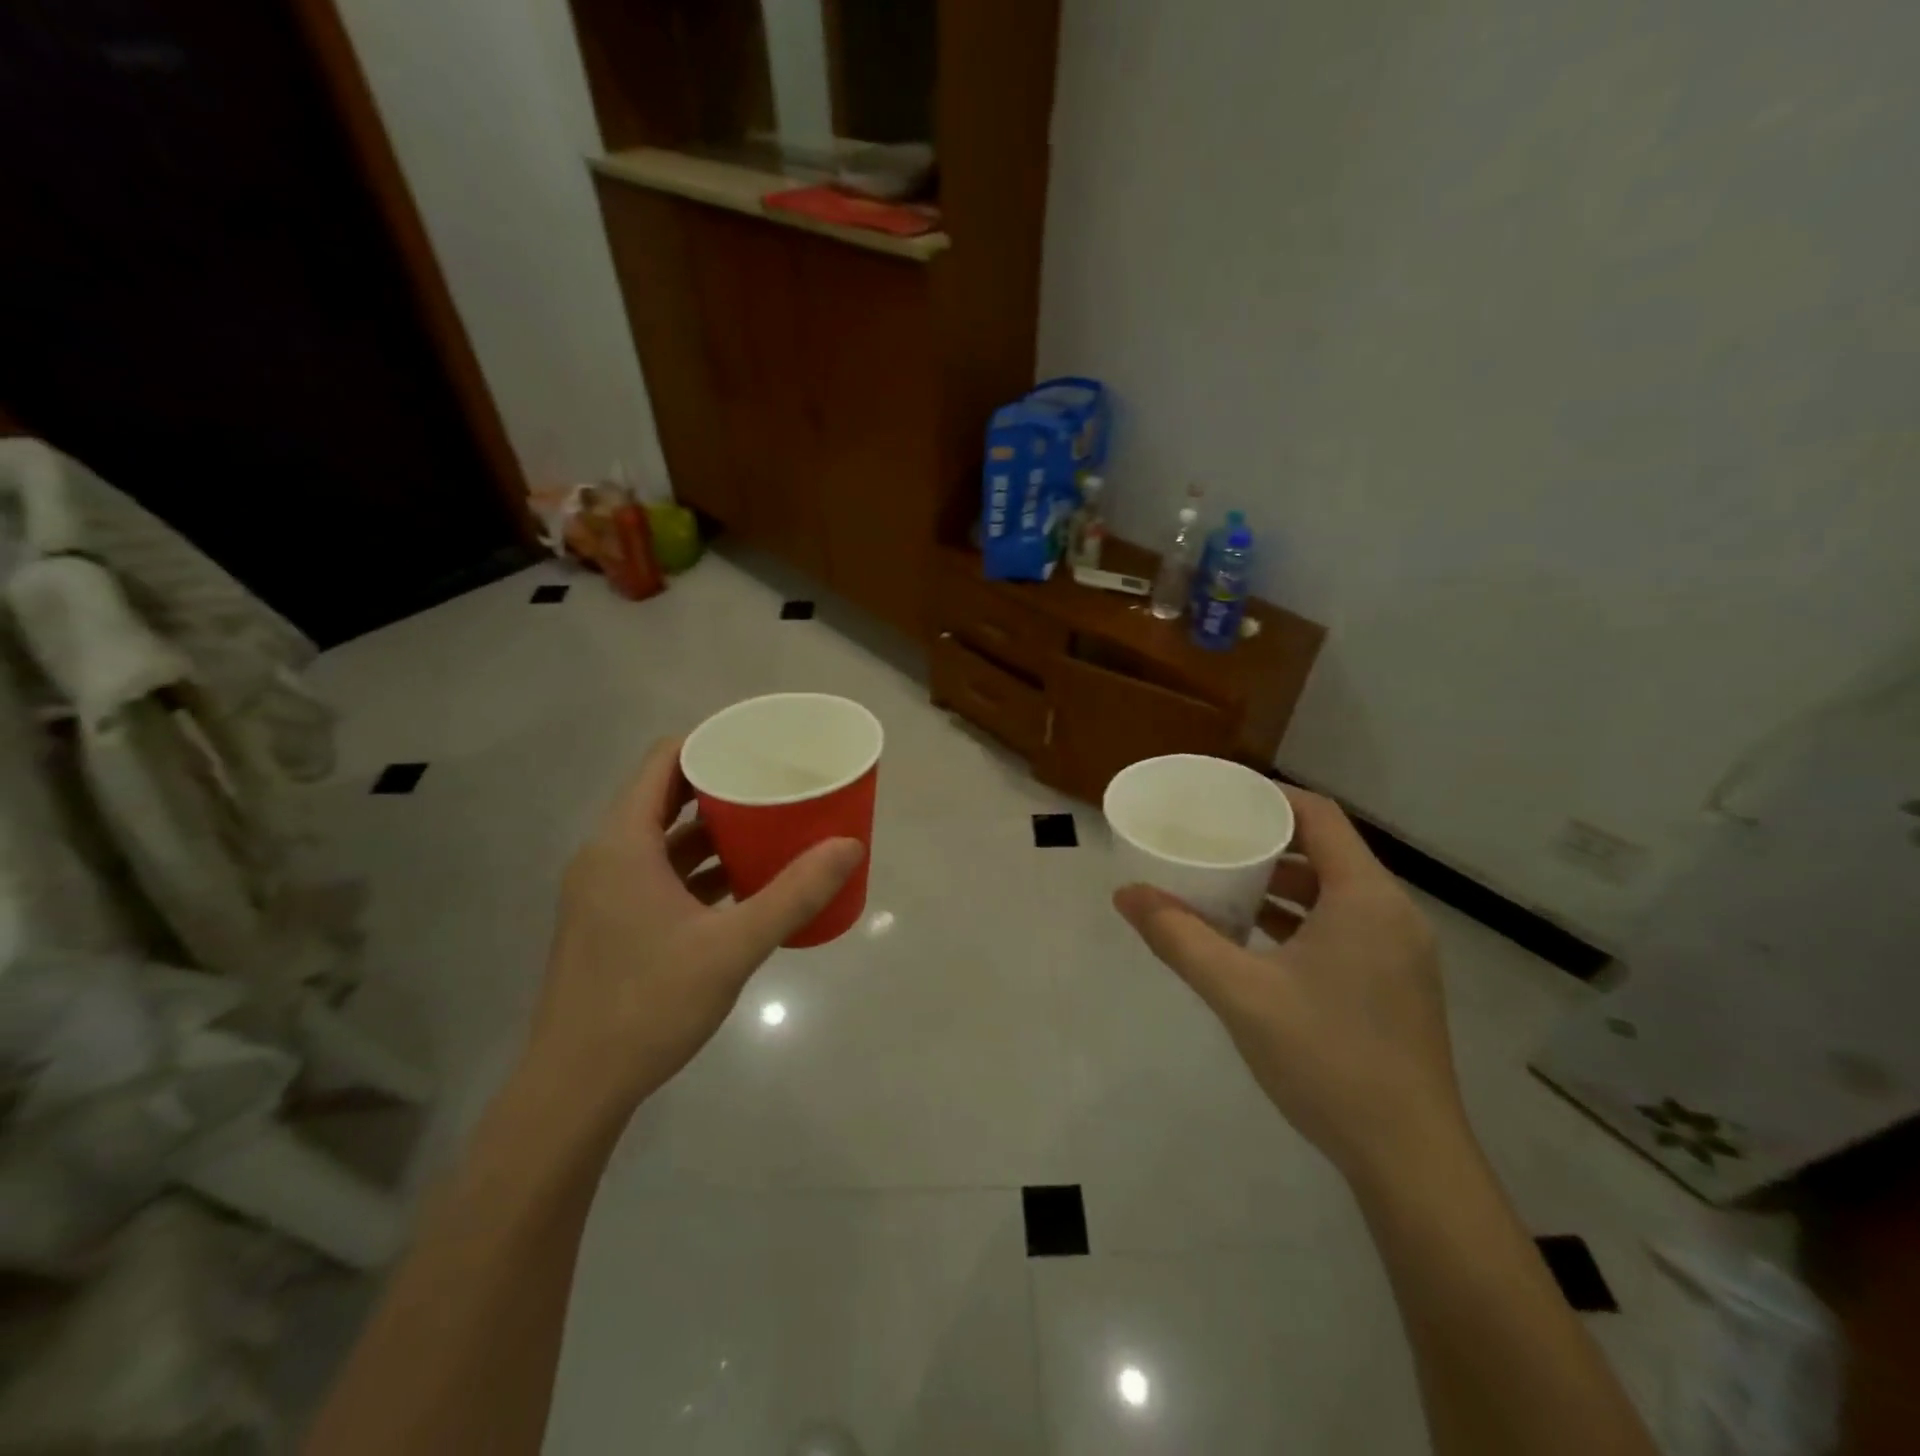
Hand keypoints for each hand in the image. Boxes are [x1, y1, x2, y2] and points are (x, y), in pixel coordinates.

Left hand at [527, 738, 863, 1114]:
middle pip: (665, 796)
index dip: (710, 743)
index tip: (758, 745)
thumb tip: (849, 846)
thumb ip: (794, 895)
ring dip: (712, 830)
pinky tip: (743, 882)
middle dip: (721, 785)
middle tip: (775, 783)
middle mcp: (606, 856)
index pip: (663, 762)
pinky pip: (659, 873)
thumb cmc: (648, 1005)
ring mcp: (605, 892)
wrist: (576, 1088)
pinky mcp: (611, 922)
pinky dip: (698, 868)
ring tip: (769, 826)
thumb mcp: (732, 947)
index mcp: (622, 844)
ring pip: (663, 839)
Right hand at [1114, 787, 1465, 1182]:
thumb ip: (1179, 937)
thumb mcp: (1240, 993)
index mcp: (1366, 898)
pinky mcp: (1396, 985)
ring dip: (1282, 884)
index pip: (1319, 816)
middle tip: (1212, 839)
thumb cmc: (1326, 1059)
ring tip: (1224, 884)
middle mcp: (1392, 914)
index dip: (1270, 797)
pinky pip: (1343, 927)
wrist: (1408, 1161)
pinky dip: (1300, 919)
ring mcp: (1400, 952)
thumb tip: (1126, 894)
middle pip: (1327, 851)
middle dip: (1268, 841)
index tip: (1220, 796)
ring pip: (1335, 893)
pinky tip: (1256, 940)